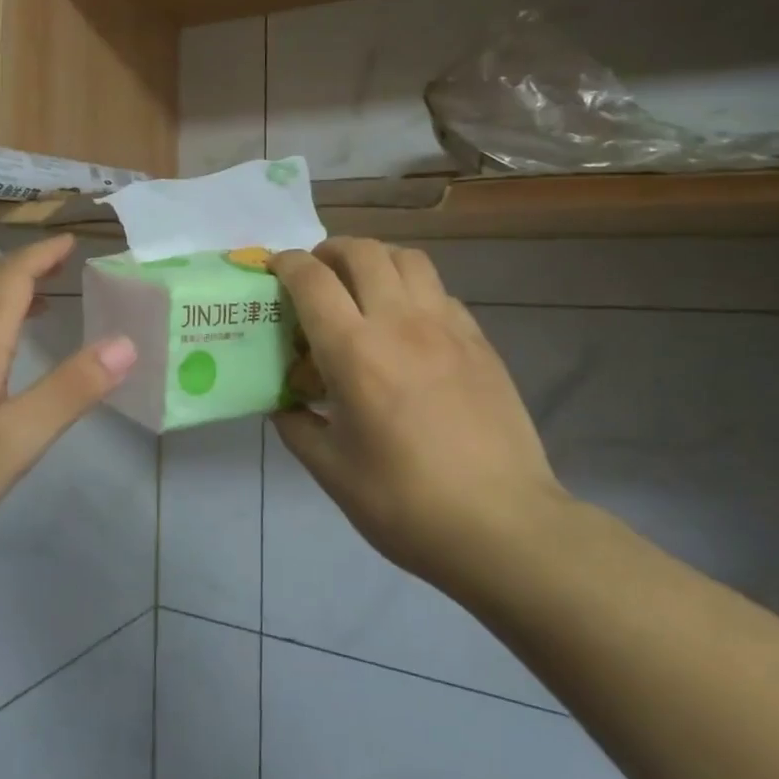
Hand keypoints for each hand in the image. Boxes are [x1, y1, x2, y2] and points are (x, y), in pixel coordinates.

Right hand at [272, 239, 567, 587]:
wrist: (503, 526)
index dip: (287, 264)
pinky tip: (409, 326)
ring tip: (363, 287)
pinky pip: (440, 291)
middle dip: (330, 251)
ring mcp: (447, 327)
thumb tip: (284, 406)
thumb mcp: (331, 470)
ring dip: (376, 260)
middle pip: (362, 251)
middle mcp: (399, 323)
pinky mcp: (480, 342)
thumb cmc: (405, 503)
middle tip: (318, 275)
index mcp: (354, 351)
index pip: (312, 280)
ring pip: (408, 259)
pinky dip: (413, 290)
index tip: (274, 269)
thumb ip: (298, 427)